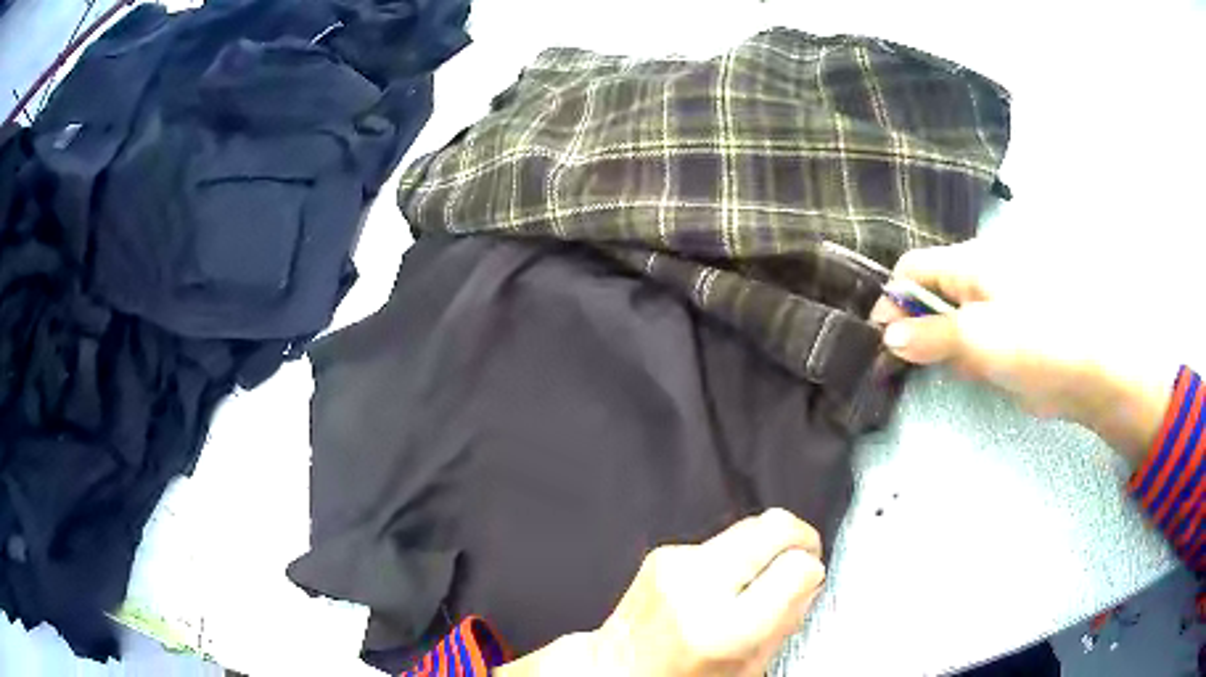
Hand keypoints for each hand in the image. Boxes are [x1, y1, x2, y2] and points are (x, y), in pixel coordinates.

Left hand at [496, 509, 825, 676]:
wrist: (616, 669)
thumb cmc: (680, 676)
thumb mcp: (747, 669)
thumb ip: (786, 620)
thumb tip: (809, 578)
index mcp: (725, 628)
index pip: (797, 567)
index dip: (812, 570)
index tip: (809, 579)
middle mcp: (698, 587)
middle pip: (776, 526)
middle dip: (800, 539)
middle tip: (801, 560)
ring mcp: (676, 564)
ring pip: (751, 524)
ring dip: (765, 547)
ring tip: (758, 580)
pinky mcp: (663, 553)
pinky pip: (721, 538)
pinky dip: (735, 554)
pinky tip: (724, 583)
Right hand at [870, 239, 1173, 464]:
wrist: (1090, 372)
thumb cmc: (1035, 343)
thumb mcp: (978, 338)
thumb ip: (930, 336)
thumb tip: (887, 337)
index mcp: (970, 262)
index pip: (912, 269)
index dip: (891, 300)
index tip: (879, 342)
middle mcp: (978, 276)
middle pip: (928, 294)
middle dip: (915, 327)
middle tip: (910, 366)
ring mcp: (993, 306)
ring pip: (949, 320)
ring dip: (940, 347)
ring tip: (952, 371)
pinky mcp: (1007, 332)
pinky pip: (971, 339)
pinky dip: (963, 357)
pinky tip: (976, 373)